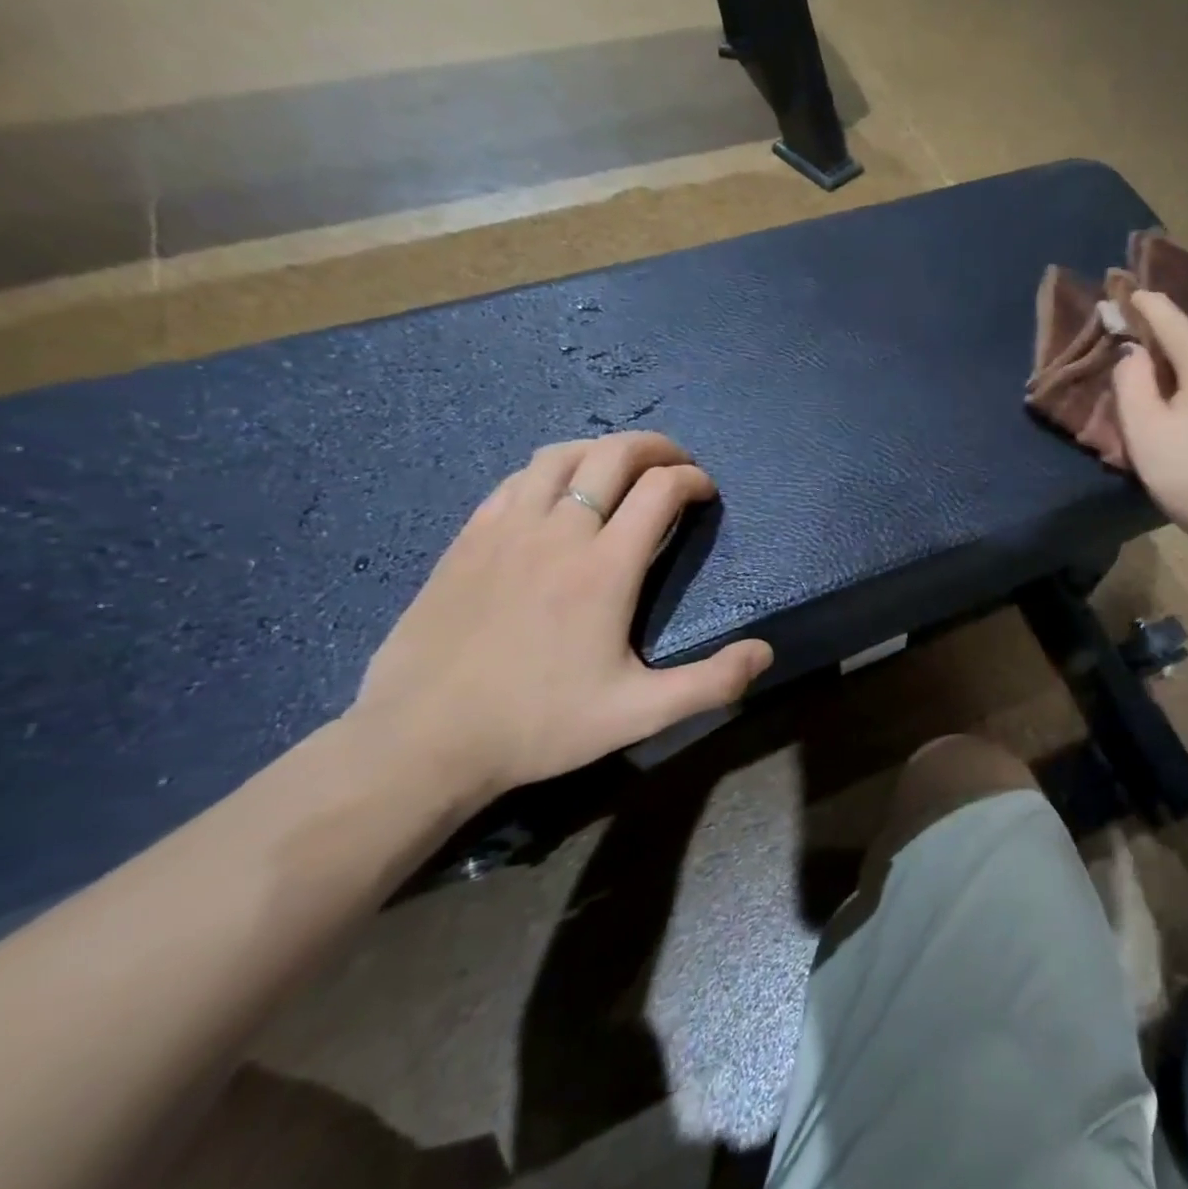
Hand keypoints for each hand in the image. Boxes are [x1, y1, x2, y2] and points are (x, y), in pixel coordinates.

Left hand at [349, 433, 772, 797]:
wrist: (422, 740)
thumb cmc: (539, 724)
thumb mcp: (638, 714)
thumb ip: (710, 683)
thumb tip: (765, 652)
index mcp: (605, 567)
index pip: (660, 490)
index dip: (693, 480)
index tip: (707, 492)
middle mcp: (559, 532)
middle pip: (613, 455)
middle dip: (656, 448)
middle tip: (677, 463)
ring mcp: (506, 529)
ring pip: (561, 456)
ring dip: (602, 450)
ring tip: (622, 467)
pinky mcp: (468, 538)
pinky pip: (516, 480)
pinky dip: (551, 470)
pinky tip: (557, 493)